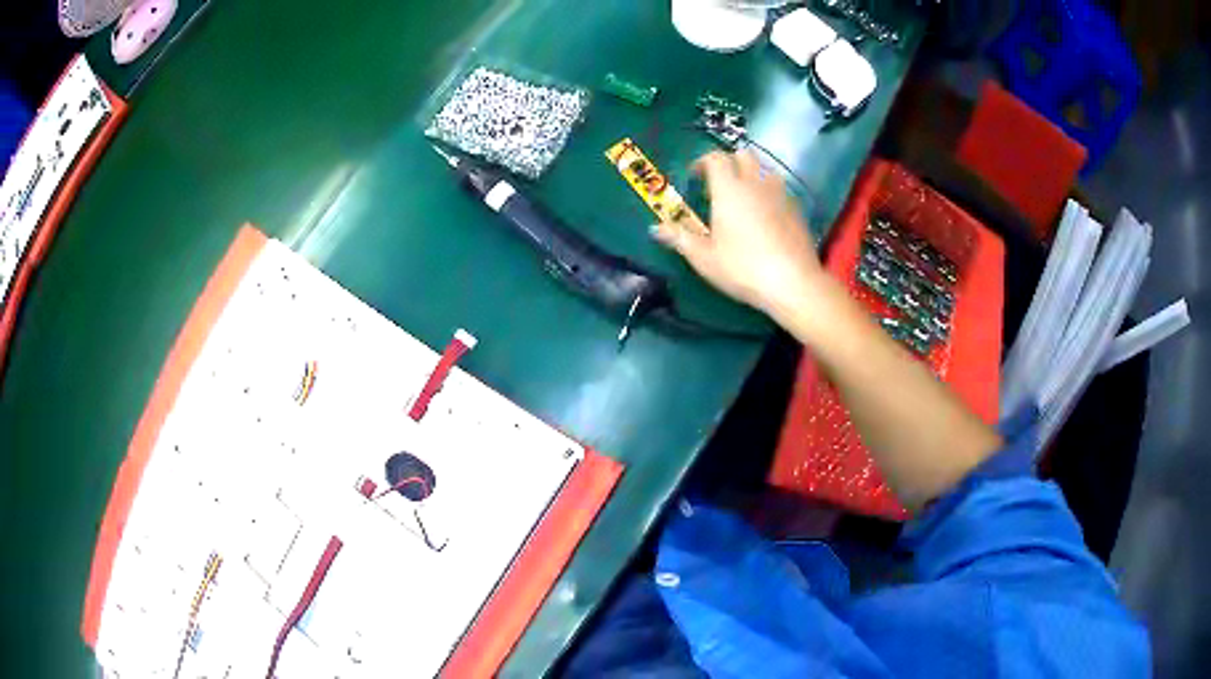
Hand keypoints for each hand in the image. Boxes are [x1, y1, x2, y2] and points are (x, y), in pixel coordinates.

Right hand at [652, 150, 822, 318]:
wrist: (792, 282)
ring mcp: (780, 195)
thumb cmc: (742, 268)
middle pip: (744, 155)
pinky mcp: (797, 210)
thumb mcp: (703, 257)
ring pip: (765, 170)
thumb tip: (655, 228)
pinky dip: (768, 193)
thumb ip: (679, 237)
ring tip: (743, 197)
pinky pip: (780, 190)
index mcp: (729, 189)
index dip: (703, 162)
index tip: (695, 176)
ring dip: (752, 174)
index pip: (715, 158)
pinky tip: (765, 215)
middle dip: (730, 161)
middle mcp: (756, 183)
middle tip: (719, 182)